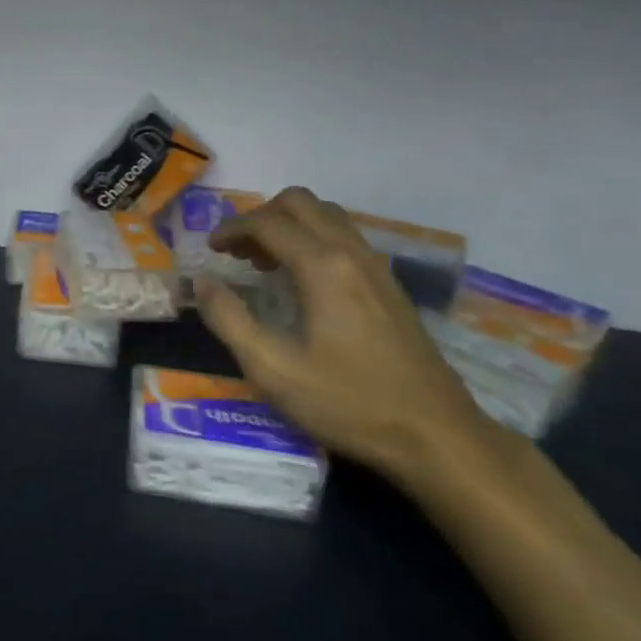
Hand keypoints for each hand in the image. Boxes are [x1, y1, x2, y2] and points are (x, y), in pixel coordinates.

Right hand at [194, 186, 496, 483]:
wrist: (438, 437)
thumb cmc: (349, 403)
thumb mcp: (273, 369)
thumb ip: (229, 320)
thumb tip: (202, 282)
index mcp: (322, 267)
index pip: (268, 222)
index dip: (231, 228)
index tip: (210, 250)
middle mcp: (351, 254)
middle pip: (300, 203)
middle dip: (260, 217)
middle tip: (237, 250)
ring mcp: (377, 268)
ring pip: (326, 216)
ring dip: (288, 225)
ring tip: (263, 262)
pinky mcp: (390, 286)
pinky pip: (344, 238)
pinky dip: (312, 240)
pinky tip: (301, 281)